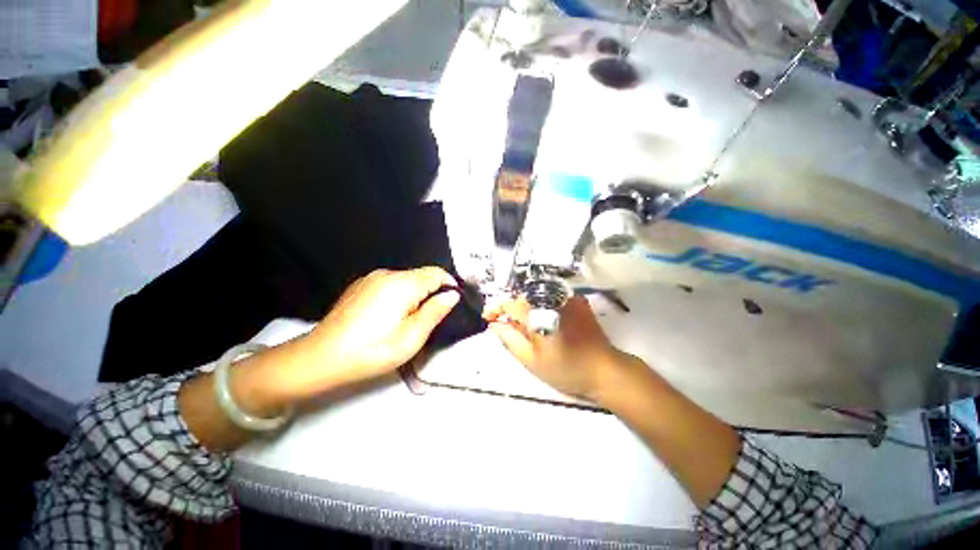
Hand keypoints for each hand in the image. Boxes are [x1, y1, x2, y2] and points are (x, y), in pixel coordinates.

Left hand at [291, 267, 459, 393]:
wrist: (320, 358)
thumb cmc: (372, 350)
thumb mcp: (412, 337)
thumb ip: (436, 312)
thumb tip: (452, 295)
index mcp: (402, 284)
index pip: (437, 273)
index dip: (449, 286)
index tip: (451, 306)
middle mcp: (387, 274)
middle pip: (421, 276)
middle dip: (431, 293)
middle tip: (428, 320)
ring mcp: (371, 278)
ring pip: (406, 280)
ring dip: (415, 295)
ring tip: (407, 321)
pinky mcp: (360, 286)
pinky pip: (390, 285)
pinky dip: (398, 296)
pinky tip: (387, 317)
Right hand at [485, 296, 631, 400]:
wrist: (604, 369)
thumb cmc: (566, 369)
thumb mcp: (531, 359)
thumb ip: (509, 338)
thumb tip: (495, 324)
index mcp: (540, 313)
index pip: (510, 302)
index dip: (496, 308)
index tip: (488, 318)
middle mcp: (552, 298)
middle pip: (522, 295)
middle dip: (509, 307)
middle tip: (504, 323)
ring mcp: (567, 297)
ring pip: (536, 294)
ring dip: (524, 305)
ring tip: (522, 323)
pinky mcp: (576, 300)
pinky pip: (551, 295)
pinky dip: (540, 304)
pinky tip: (541, 317)